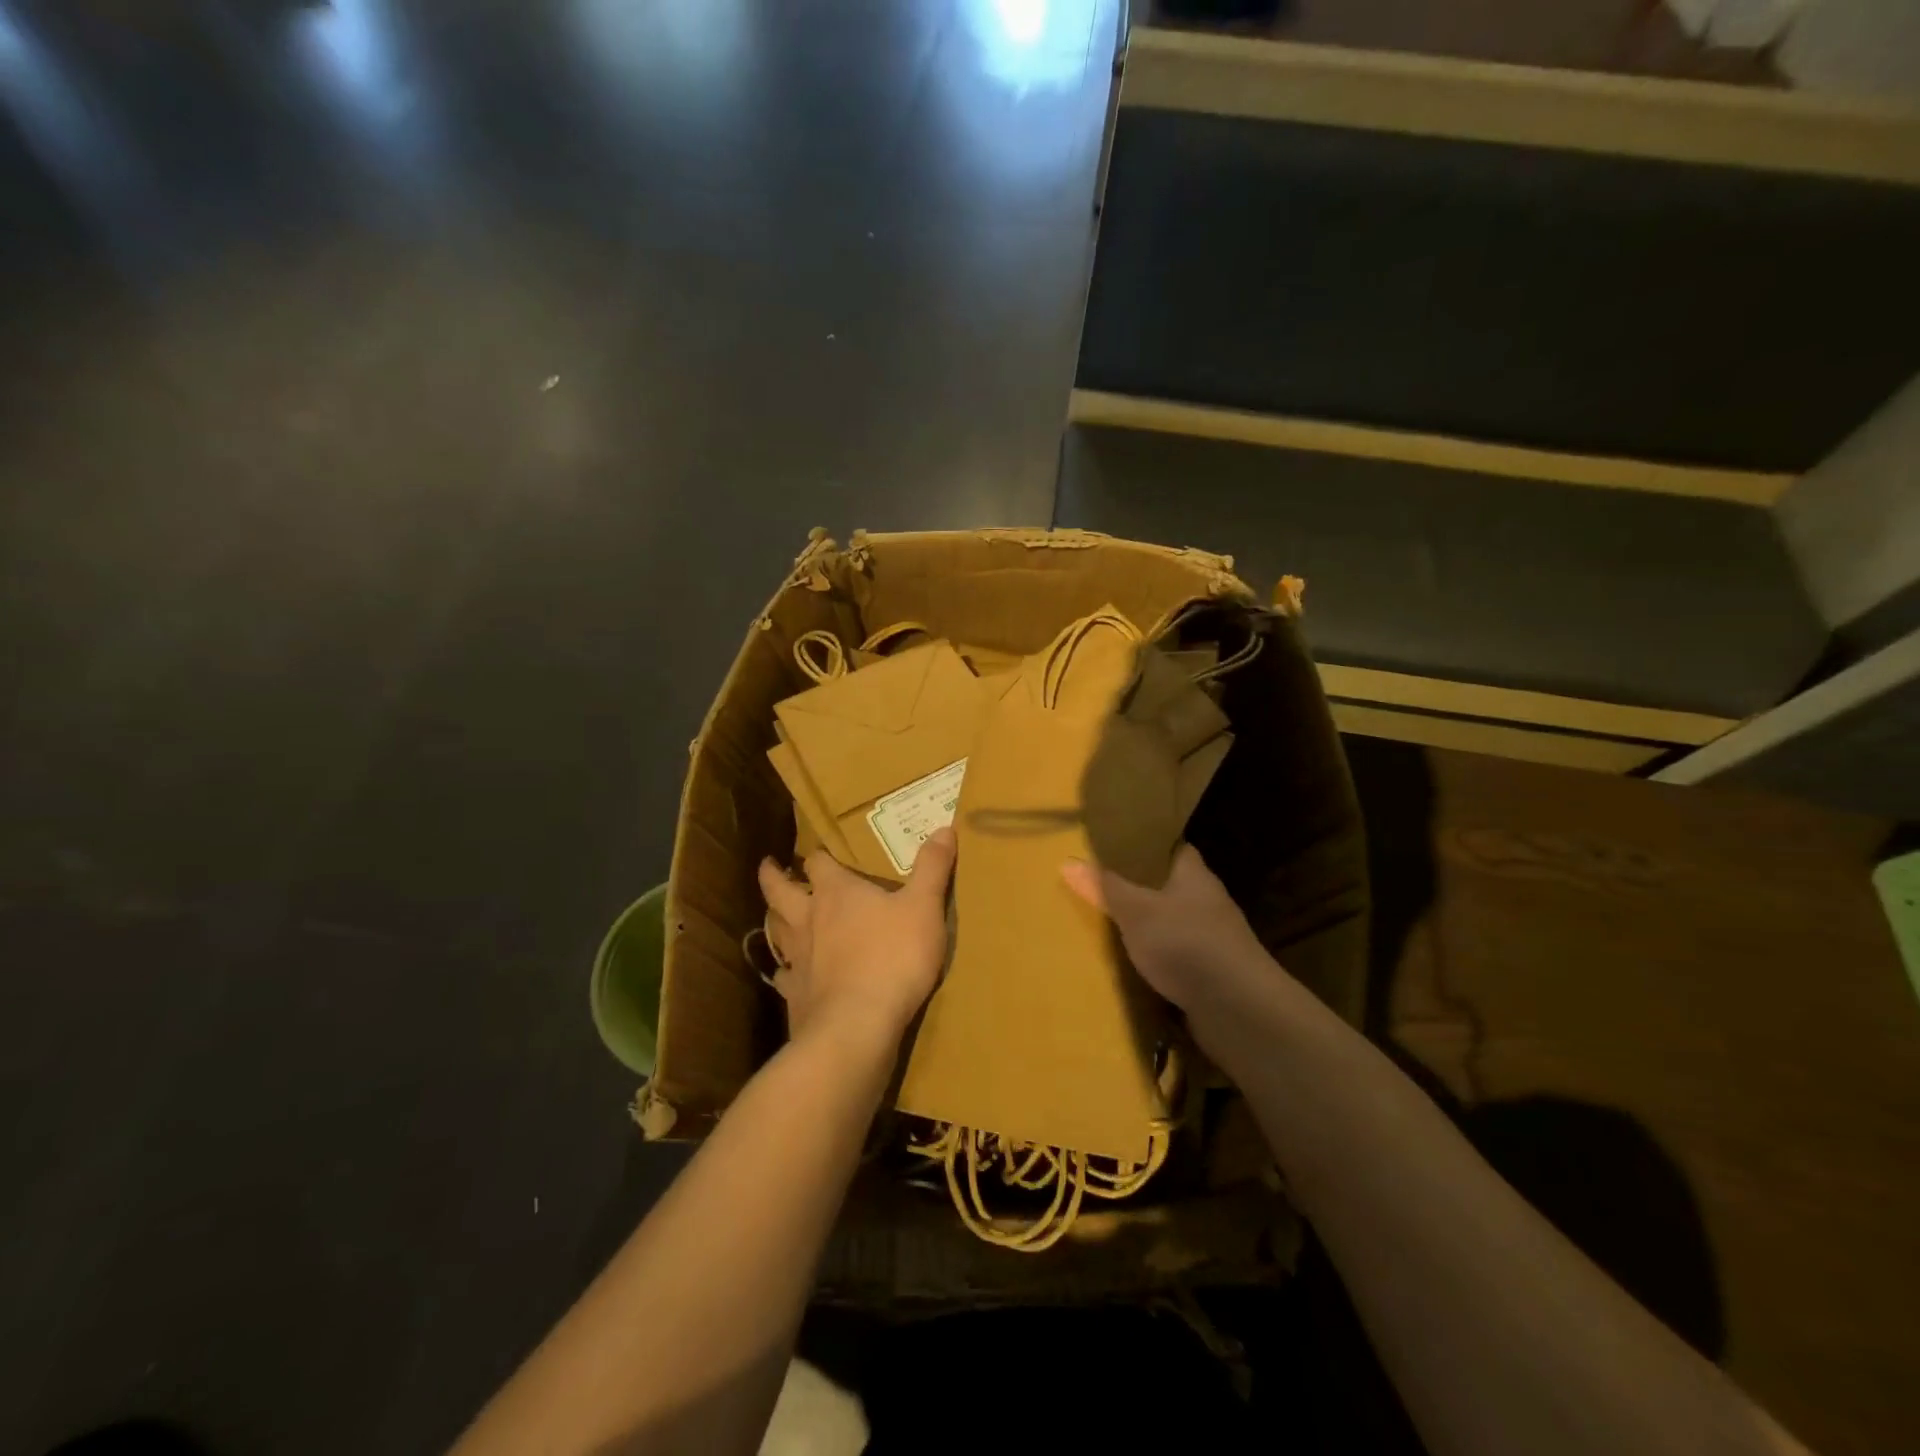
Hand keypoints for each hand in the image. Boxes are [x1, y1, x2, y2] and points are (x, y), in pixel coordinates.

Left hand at [757, 829, 956, 1047]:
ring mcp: (798, 958)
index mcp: (837, 892)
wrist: (857, 1025)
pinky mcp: (795, 994)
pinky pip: (784, 977)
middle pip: (780, 891)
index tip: (818, 850)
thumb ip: (932, 868)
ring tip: (774, 915)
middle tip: (767, 866)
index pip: (819, 863)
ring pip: (776, 930)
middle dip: (773, 877)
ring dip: (774, 919)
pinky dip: (785, 972)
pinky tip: (789, 976)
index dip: (819, 855)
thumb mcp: (924, 907)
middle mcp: (809, 919)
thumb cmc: (893, 957)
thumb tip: (944, 827)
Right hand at [1061, 843, 1270, 1015]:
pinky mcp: (1213, 973)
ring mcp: (1214, 939)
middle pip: (1170, 886)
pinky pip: (1177, 956)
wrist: (1238, 1009)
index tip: (1114, 846)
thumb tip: (1068, 860)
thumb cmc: (1186, 943)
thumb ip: (1105, 887)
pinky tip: (1133, 965)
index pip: (1171, 847)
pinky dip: (1158, 959)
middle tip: (1101, 886)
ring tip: (1110, 925)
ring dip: (1149, 926)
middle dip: (1140, 888)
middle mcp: (1208, 901)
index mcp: (1194, 875)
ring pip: (1173, 923)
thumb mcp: (1136, 911)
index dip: (1145, 845)